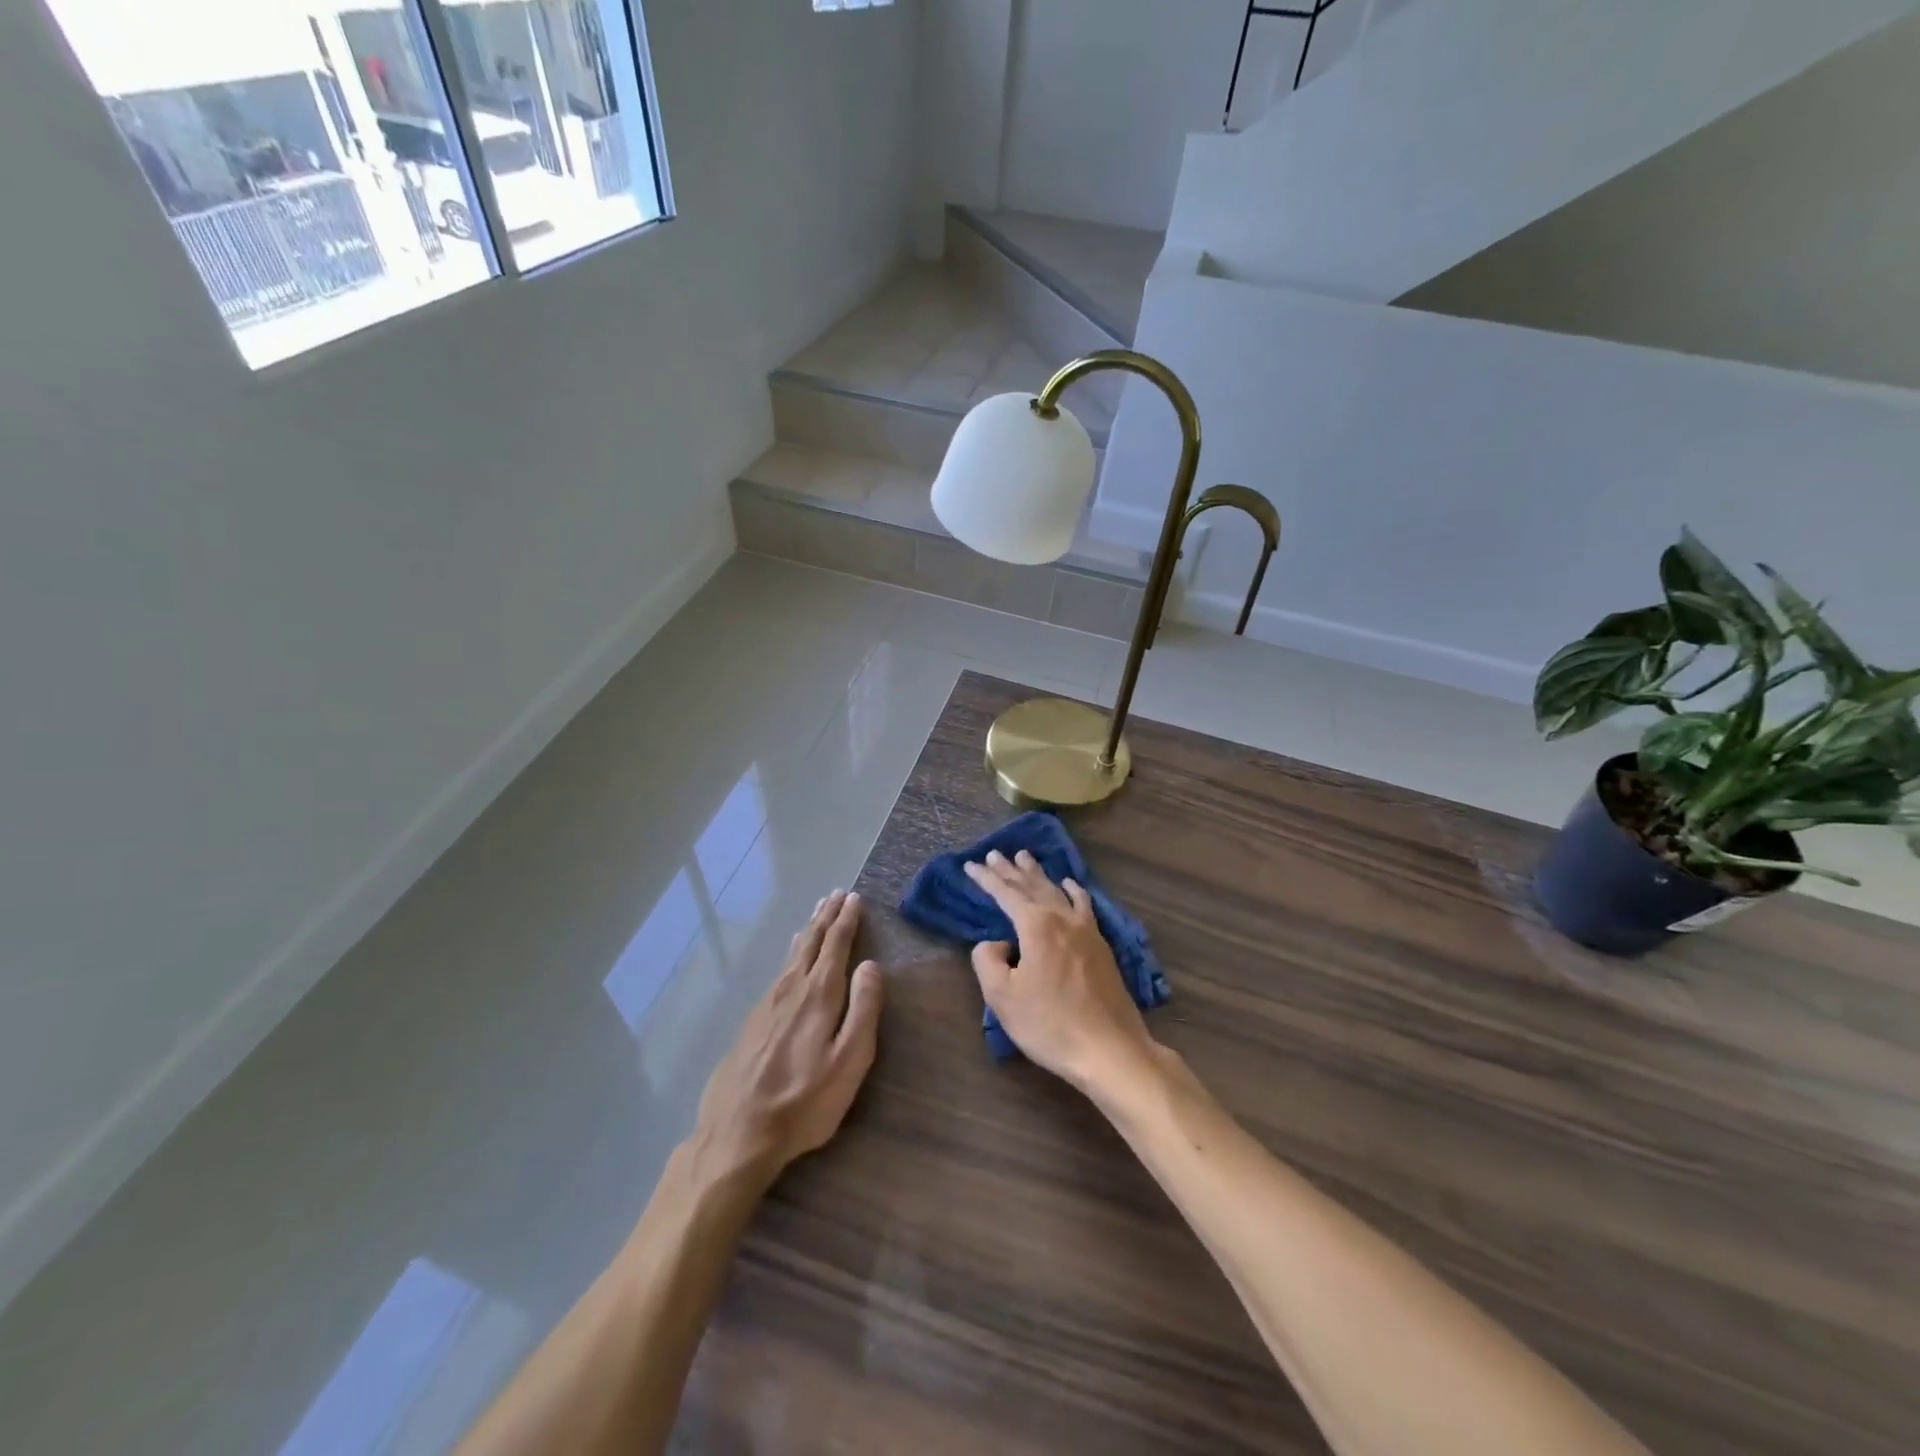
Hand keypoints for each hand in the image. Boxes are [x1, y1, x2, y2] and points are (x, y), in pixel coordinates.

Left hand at [687, 890, 883, 1189]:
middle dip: (827, 917)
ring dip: (809, 930)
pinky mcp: (753, 1020)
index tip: (854, 898)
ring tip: (817, 914)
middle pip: (812, 943)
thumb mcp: (849, 1061)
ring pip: (793, 955)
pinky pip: (779, 971)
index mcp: (819, 995)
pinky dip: (792, 953)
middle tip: (837, 894)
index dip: (847, 921)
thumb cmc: (804, 1101)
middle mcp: (791, 989)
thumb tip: (871, 965)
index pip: (836, 946)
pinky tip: (791, 957)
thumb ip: (863, 1009)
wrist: (738, 1133)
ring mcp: (768, 1003)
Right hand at [964, 850, 1156, 1093]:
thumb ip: (988, 961)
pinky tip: (1070, 884)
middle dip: (1011, 869)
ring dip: (1038, 874)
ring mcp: (1086, 930)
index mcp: (1036, 926)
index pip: (1006, 893)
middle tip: (995, 853)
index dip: (986, 878)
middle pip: (1032, 885)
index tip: (970, 864)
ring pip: (1057, 891)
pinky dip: (1073, 890)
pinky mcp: (1101, 945)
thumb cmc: (1050, 1025)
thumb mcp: (1003, 997)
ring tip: (1026, 857)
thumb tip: (996, 943)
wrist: (1109, 1049)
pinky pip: (1083, 905)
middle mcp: (1062, 918)